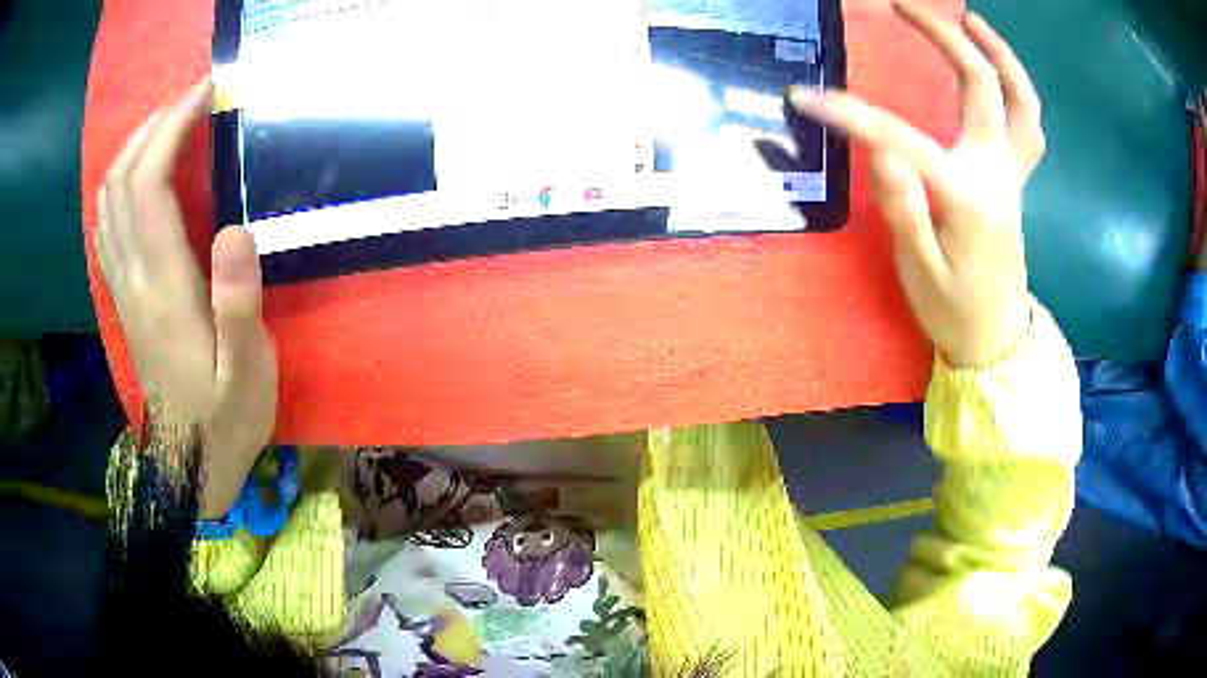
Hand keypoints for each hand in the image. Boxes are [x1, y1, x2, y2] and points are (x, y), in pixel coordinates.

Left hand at [96, 78, 277, 518]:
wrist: (191, 465)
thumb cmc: (227, 419)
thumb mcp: (250, 373)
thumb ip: (239, 304)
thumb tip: (235, 229)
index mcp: (164, 290)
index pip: (150, 185)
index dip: (173, 129)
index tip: (207, 94)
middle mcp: (134, 279)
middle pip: (122, 181)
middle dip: (154, 127)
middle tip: (193, 101)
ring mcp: (123, 288)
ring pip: (108, 200)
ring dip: (133, 150)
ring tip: (168, 126)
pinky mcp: (124, 298)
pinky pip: (106, 227)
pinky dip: (119, 186)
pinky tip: (140, 177)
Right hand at [791, 1, 1043, 367]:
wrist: (997, 340)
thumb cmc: (955, 310)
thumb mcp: (919, 271)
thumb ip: (903, 208)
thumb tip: (881, 149)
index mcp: (968, 197)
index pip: (902, 138)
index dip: (851, 114)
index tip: (804, 98)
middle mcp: (997, 173)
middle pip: (981, 85)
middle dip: (943, 36)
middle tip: (903, 5)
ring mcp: (1012, 173)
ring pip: (1021, 100)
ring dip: (999, 54)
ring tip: (970, 20)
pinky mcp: (1015, 179)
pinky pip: (1028, 123)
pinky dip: (1018, 89)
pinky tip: (998, 72)